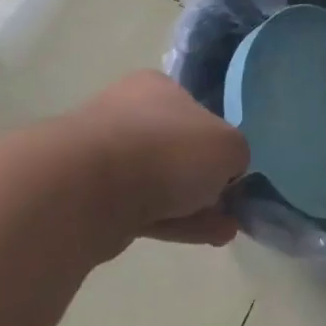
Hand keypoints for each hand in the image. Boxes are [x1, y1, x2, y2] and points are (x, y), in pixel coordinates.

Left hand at [71, 72, 248, 246]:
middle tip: (232, 205)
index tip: (234, 171)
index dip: (219, 142)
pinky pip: (146, 209)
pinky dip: (177, 221)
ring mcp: (107, 157)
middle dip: (207, 180)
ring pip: (162, 183)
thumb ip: (235, 155)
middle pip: (179, 149)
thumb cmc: (168, 150)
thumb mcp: (228, 145)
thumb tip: (226, 171)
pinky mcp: (94, 197)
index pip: (197, 111)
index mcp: (157, 88)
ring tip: (225, 230)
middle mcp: (128, 114)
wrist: (90, 189)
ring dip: (196, 206)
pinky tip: (206, 237)